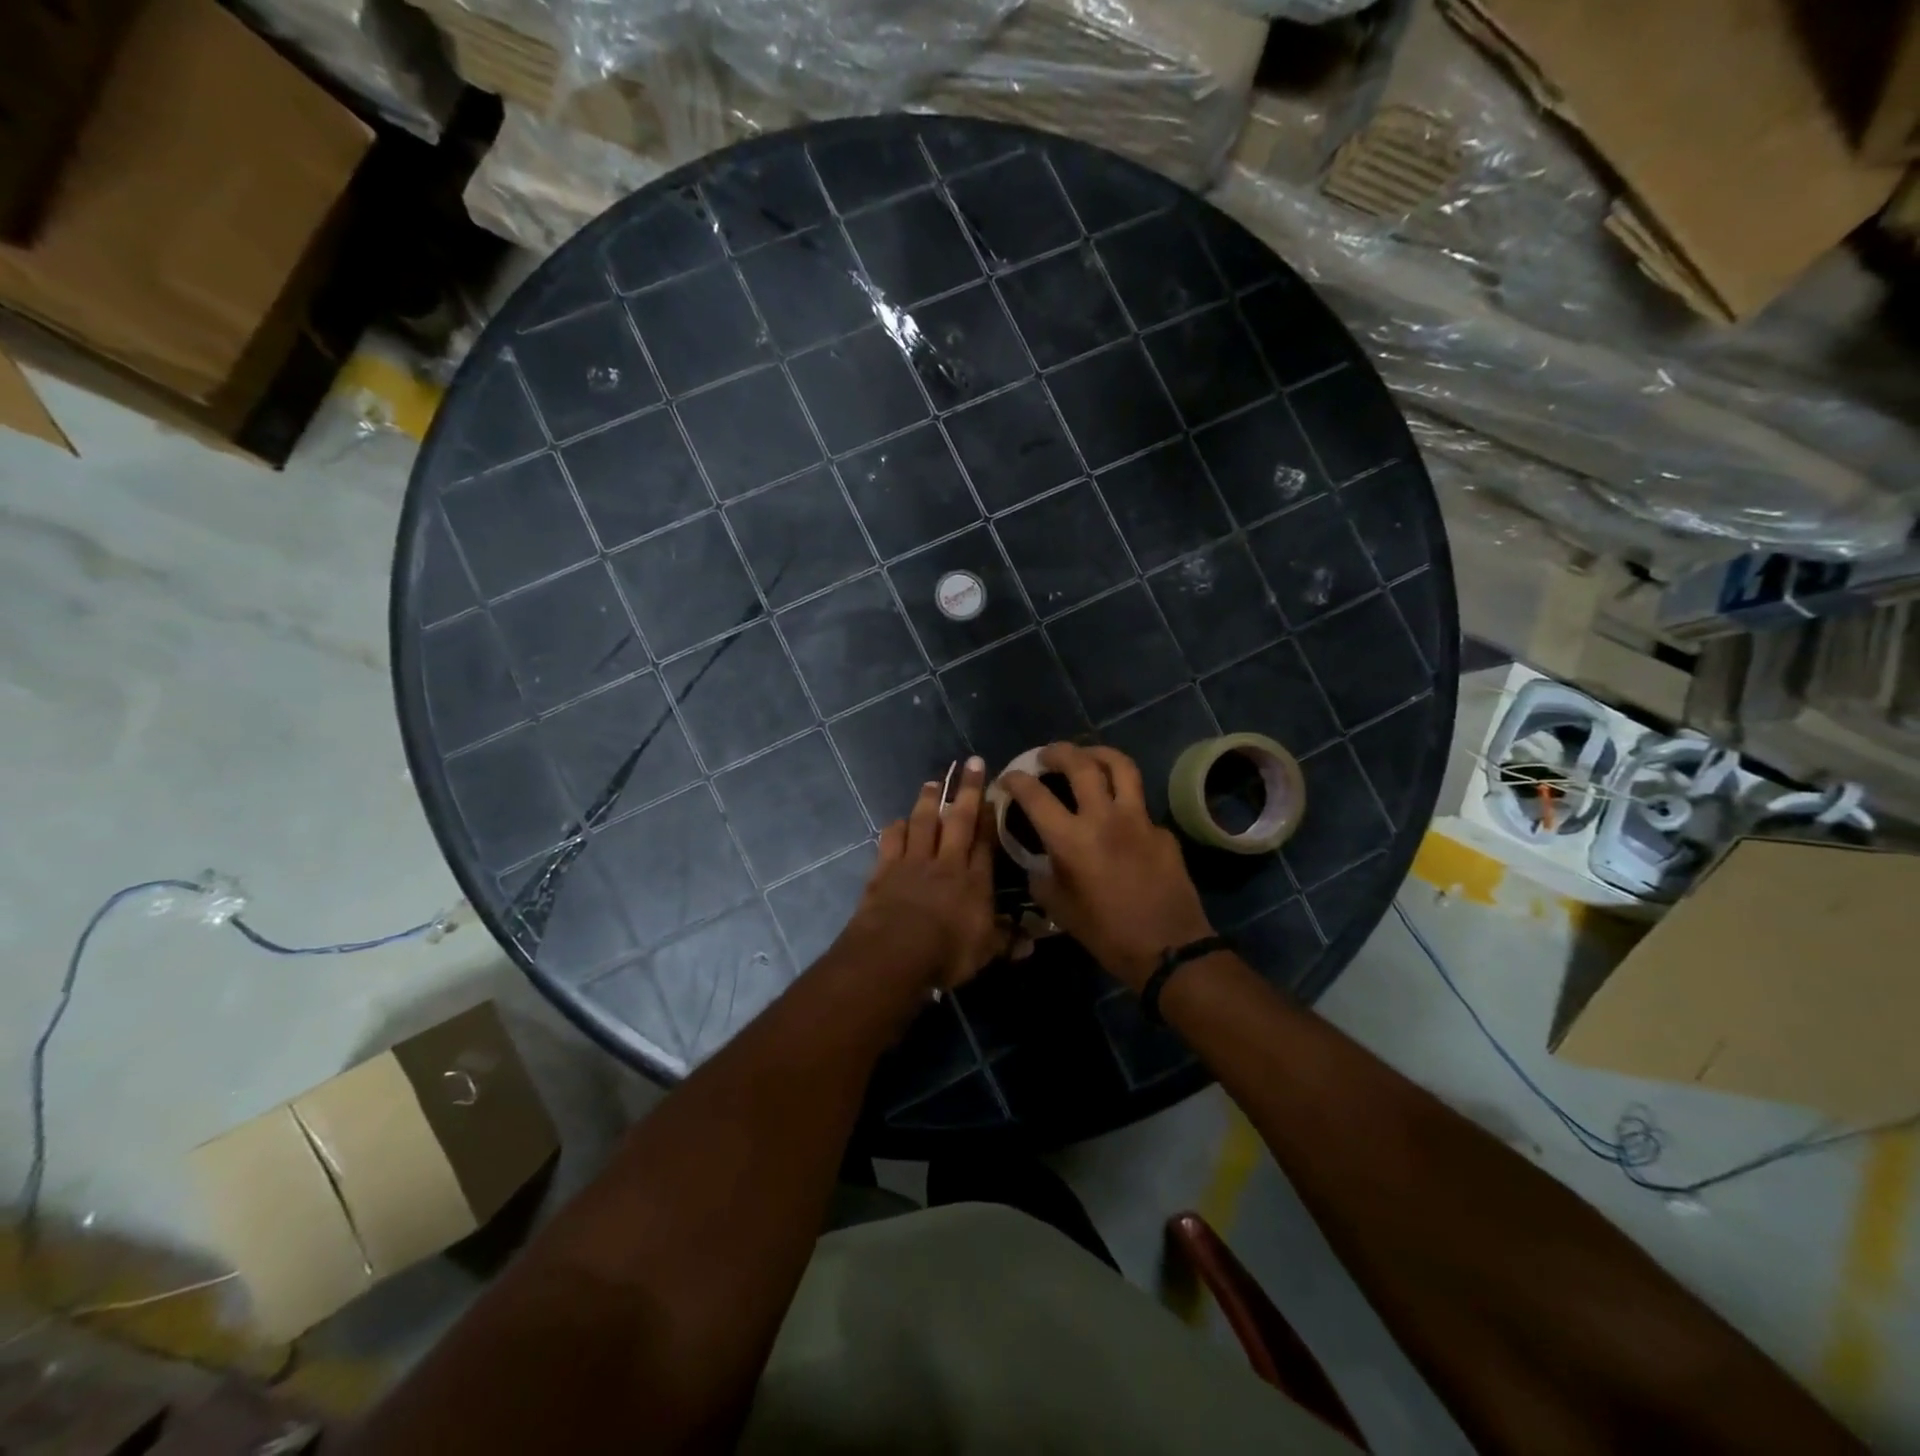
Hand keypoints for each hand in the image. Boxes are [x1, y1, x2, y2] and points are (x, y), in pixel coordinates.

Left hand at [837, 757, 1003, 991]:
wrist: (894, 952)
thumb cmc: (946, 953)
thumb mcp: (984, 953)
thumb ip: (1006, 942)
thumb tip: (1030, 944)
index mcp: (974, 881)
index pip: (985, 841)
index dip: (989, 815)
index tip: (993, 791)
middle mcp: (946, 863)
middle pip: (958, 820)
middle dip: (966, 790)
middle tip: (970, 762)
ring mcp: (913, 863)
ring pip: (923, 823)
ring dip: (928, 801)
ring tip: (933, 782)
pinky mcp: (884, 870)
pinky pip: (891, 841)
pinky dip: (896, 829)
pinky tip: (898, 821)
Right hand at [1001, 744, 1214, 992]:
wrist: (1169, 950)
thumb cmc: (1106, 934)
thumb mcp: (1059, 909)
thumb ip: (1042, 877)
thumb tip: (1038, 861)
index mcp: (1071, 839)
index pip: (1035, 794)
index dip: (1016, 780)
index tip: (1009, 778)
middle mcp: (1104, 818)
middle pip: (1081, 763)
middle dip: (1058, 752)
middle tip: (1047, 756)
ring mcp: (1139, 819)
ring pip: (1120, 766)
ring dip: (1098, 753)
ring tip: (1087, 756)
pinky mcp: (1162, 830)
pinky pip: (1139, 804)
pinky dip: (1123, 800)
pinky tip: (1118, 816)